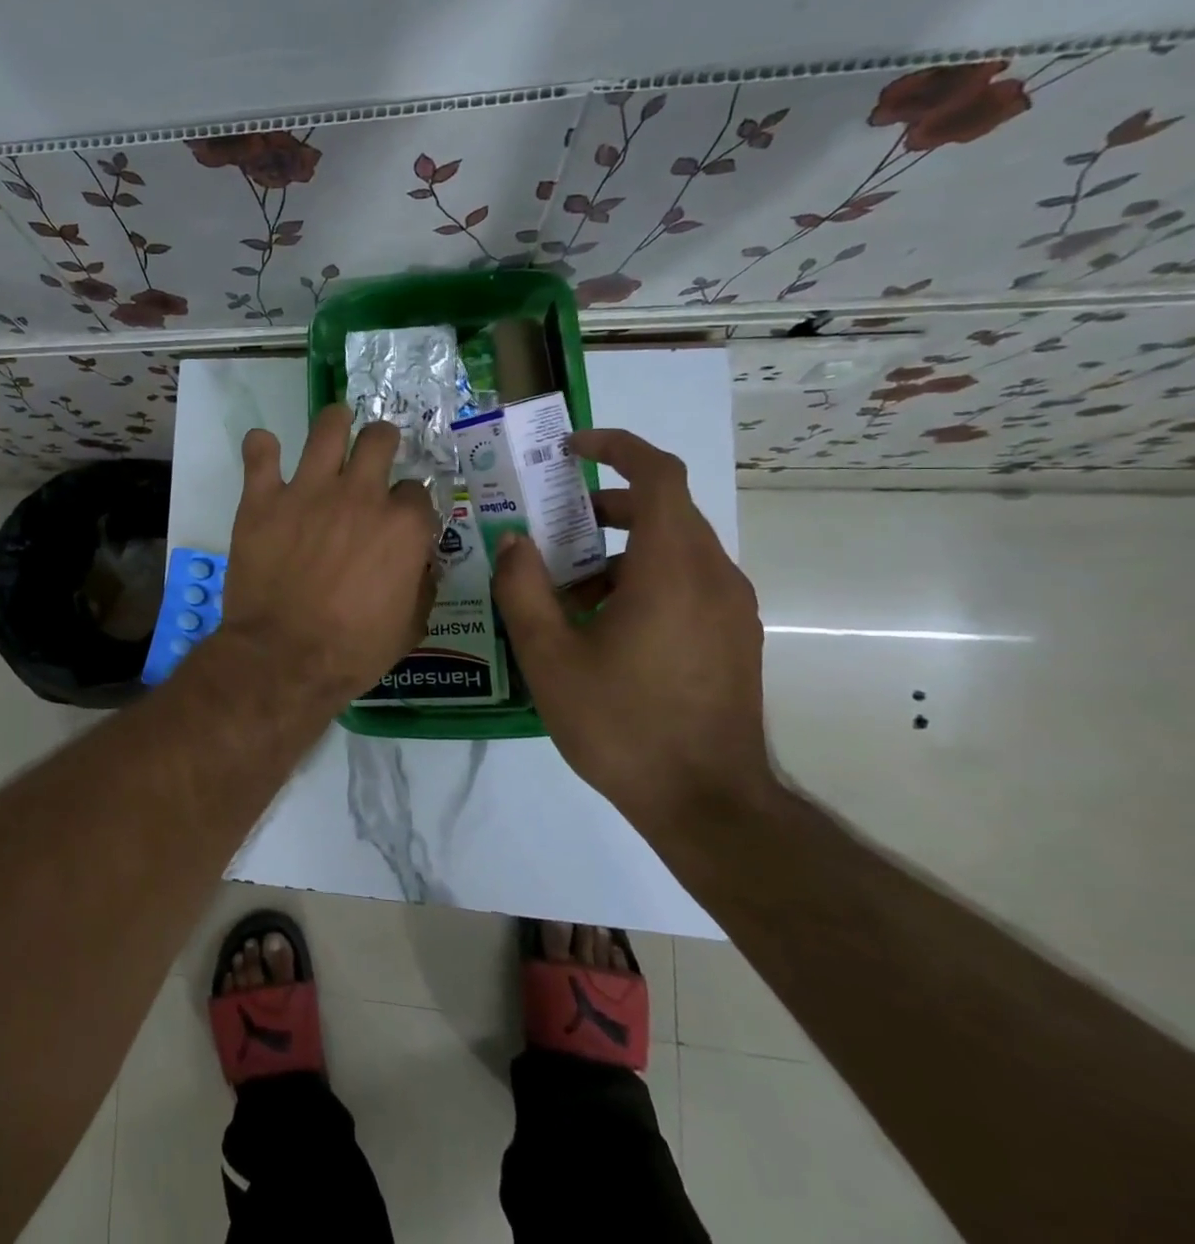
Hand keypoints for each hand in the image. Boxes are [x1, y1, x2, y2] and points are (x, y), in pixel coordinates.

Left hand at [215, 404, 438, 712]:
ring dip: (335, 422)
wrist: (283, 659)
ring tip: (335, 425)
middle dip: (382, 442)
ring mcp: (308, 492)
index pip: (416, 491)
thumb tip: (420, 562)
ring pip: (329, 427)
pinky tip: (265, 450)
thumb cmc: (352, 651)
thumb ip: (421, 584)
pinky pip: (260, 453)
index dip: (409, 503)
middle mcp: (360, 495)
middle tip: (373, 453)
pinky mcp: (263, 499)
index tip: (399, 516)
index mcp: (402, 526)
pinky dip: (262, 448)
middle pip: (380, 440)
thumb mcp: (409, 627)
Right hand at [491, 428, 770, 826]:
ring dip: (620, 549)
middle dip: (605, 506)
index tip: (571, 449)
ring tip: (568, 592)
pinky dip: (643, 579)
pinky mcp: (734, 636)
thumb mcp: (549, 656)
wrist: (707, 802)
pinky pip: (688, 581)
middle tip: (555, 528)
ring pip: (674, 548)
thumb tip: (515, 541)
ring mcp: (731, 608)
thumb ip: (523, 589)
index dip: (616, 447)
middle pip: (665, 509)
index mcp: (671, 569)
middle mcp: (713, 575)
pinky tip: (604, 627)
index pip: (658, 474)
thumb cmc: (621, 724)